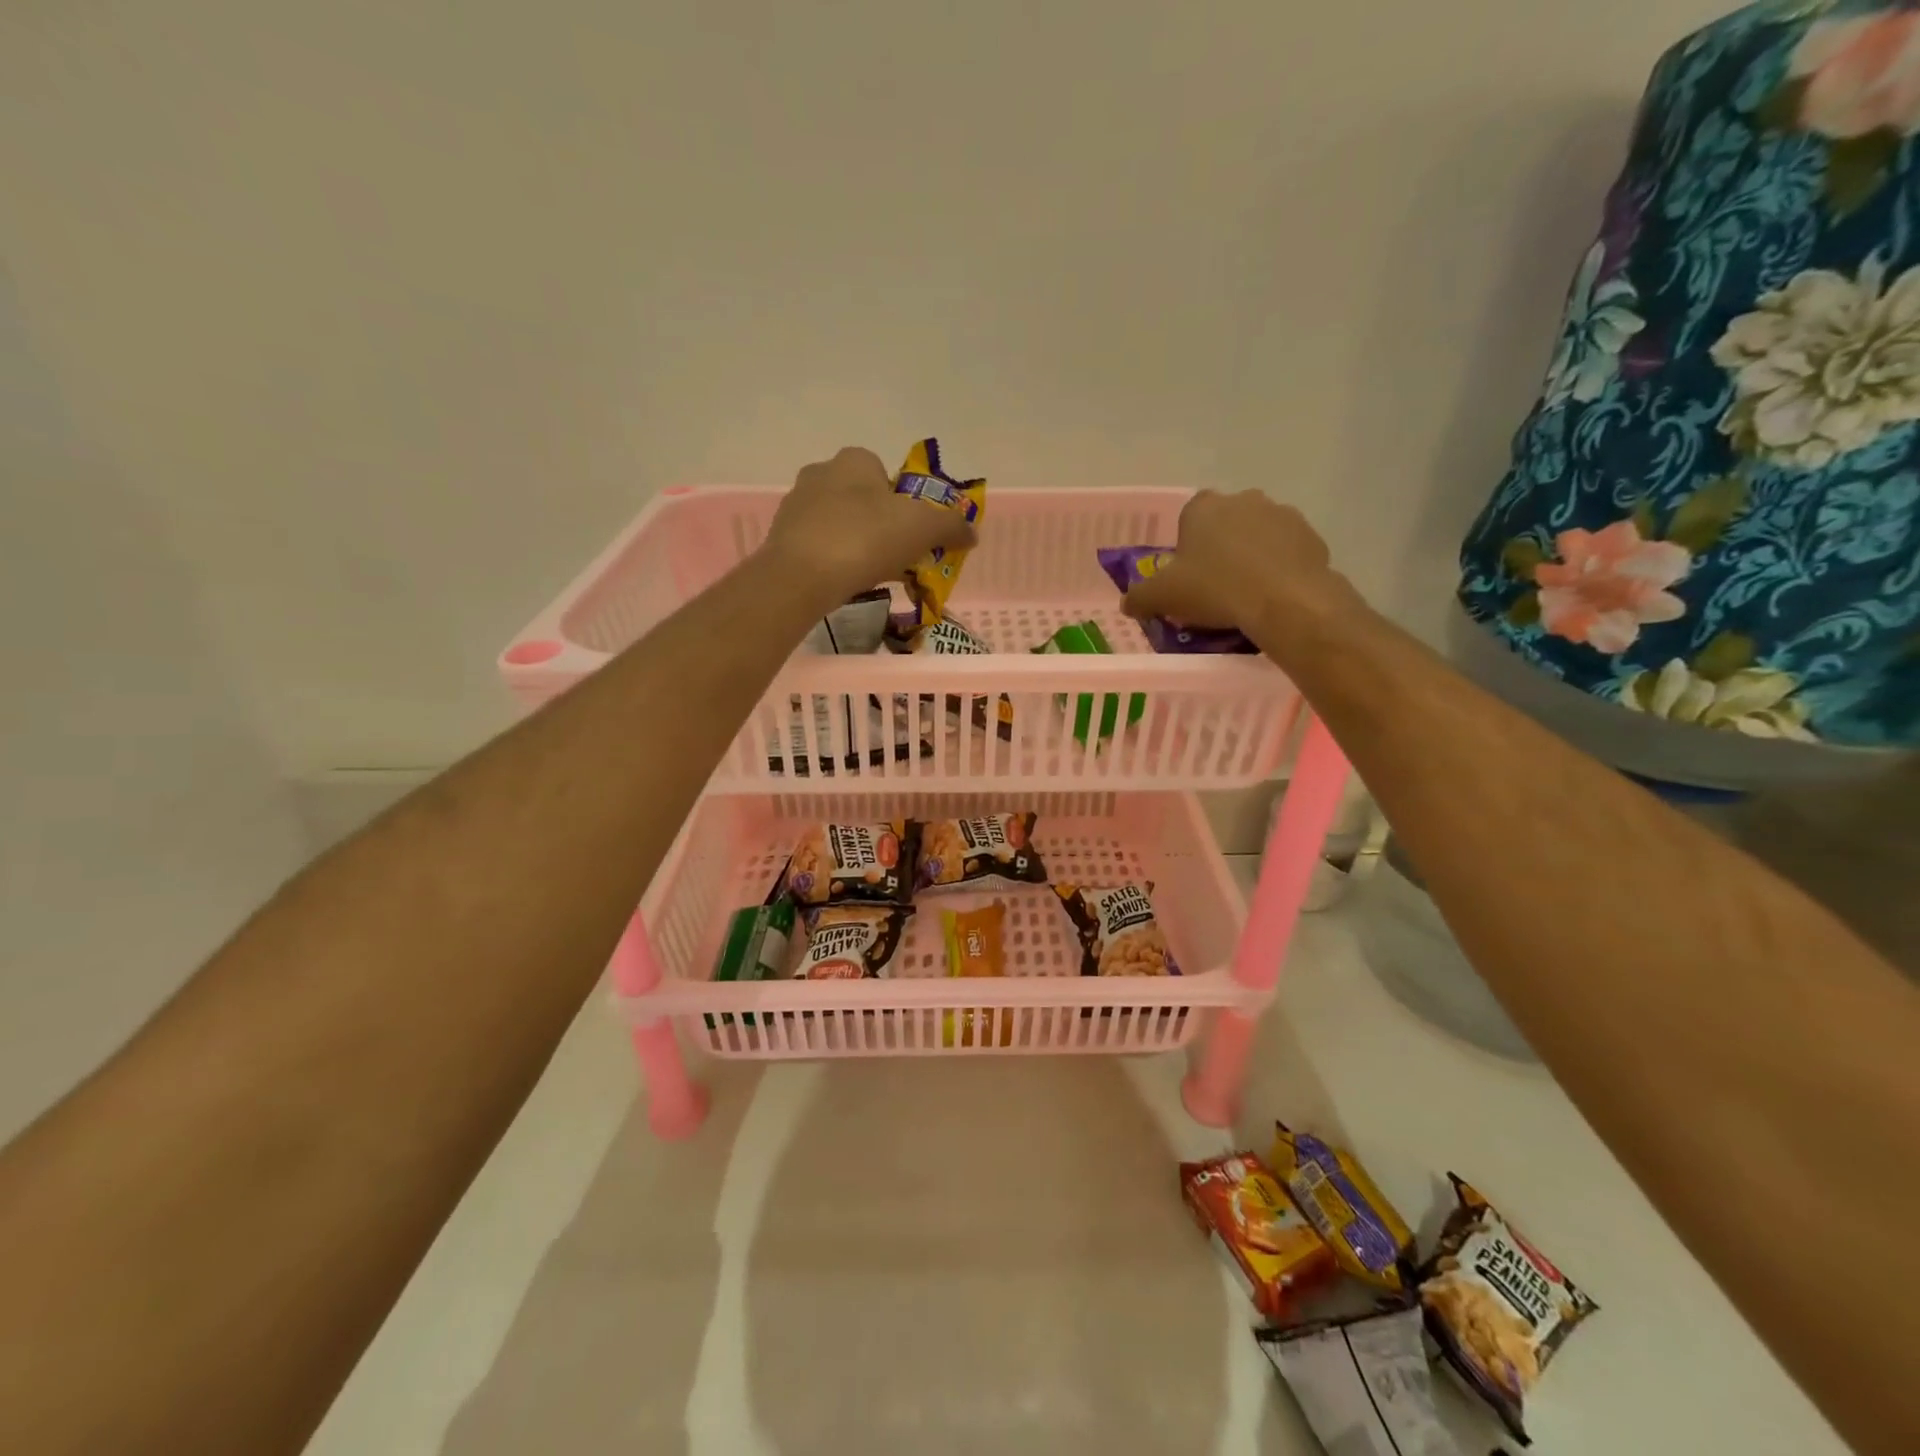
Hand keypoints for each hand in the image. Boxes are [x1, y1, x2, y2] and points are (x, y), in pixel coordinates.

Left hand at [763, 447, 976, 603]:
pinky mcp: (781, 539)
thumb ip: (951, 526)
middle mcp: (820, 473)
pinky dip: (834, 562)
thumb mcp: (923, 528)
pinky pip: (818, 547)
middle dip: (881, 525)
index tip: (912, 532)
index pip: (885, 472)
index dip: (903, 502)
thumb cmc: (865, 539)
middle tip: (897, 557)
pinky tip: (844, 583)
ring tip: (871, 575)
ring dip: (857, 544)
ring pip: (839, 523)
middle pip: (862, 499)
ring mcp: (795, 506)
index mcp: (854, 460)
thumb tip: (971, 532)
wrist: (800, 577)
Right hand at [1121, 489, 1349, 640]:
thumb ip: (1139, 597)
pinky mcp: (1311, 537)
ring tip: (1244, 596)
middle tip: (1212, 588)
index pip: (1188, 518)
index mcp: (1204, 507)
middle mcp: (1244, 500)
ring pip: (1258, 537)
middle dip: (1219, 550)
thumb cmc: (1215, 589)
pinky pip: (1286, 554)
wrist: (1285, 602)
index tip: (1185, 576)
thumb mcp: (1162, 597)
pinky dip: (1278, 570)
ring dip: (1250, 558)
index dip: (1185, 547)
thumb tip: (1128, 603)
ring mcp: (1282, 515)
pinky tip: (1271, 598)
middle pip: (1225, 525)